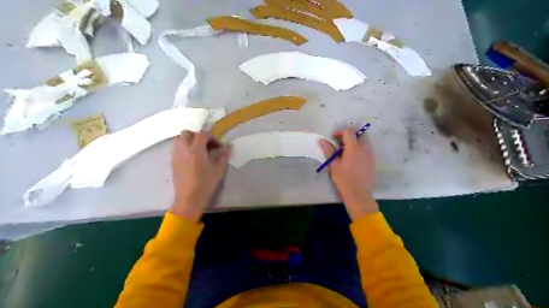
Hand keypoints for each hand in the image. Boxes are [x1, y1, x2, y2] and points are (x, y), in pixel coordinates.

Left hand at [170, 131, 229, 221]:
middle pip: (187, 133)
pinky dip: (184, 147)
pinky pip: (177, 148)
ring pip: (179, 139)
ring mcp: (176, 155)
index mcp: (196, 150)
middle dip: (198, 136)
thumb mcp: (218, 170)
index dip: (212, 137)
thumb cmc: (205, 184)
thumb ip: (223, 156)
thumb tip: (227, 146)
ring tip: (199, 150)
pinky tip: (192, 158)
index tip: (218, 146)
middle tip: (206, 145)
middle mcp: (183, 149)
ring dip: (189, 140)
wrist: (188, 199)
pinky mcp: (173, 162)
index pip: (202, 134)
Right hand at [320, 127, 379, 219]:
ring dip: (355, 141)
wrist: (359, 194)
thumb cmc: (343, 180)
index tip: (333, 137)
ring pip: (364, 141)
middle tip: (340, 142)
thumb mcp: (333, 165)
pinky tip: (353, 158)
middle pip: (360, 134)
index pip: (349, 132)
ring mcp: (370, 155)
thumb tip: (322, 140)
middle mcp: (364, 148)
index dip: (340, 132)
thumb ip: (329, 151)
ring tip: (346, 151)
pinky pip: (367, 149)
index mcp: (353, 148)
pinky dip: (360, 148)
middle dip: (350, 135)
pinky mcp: (372, 161)